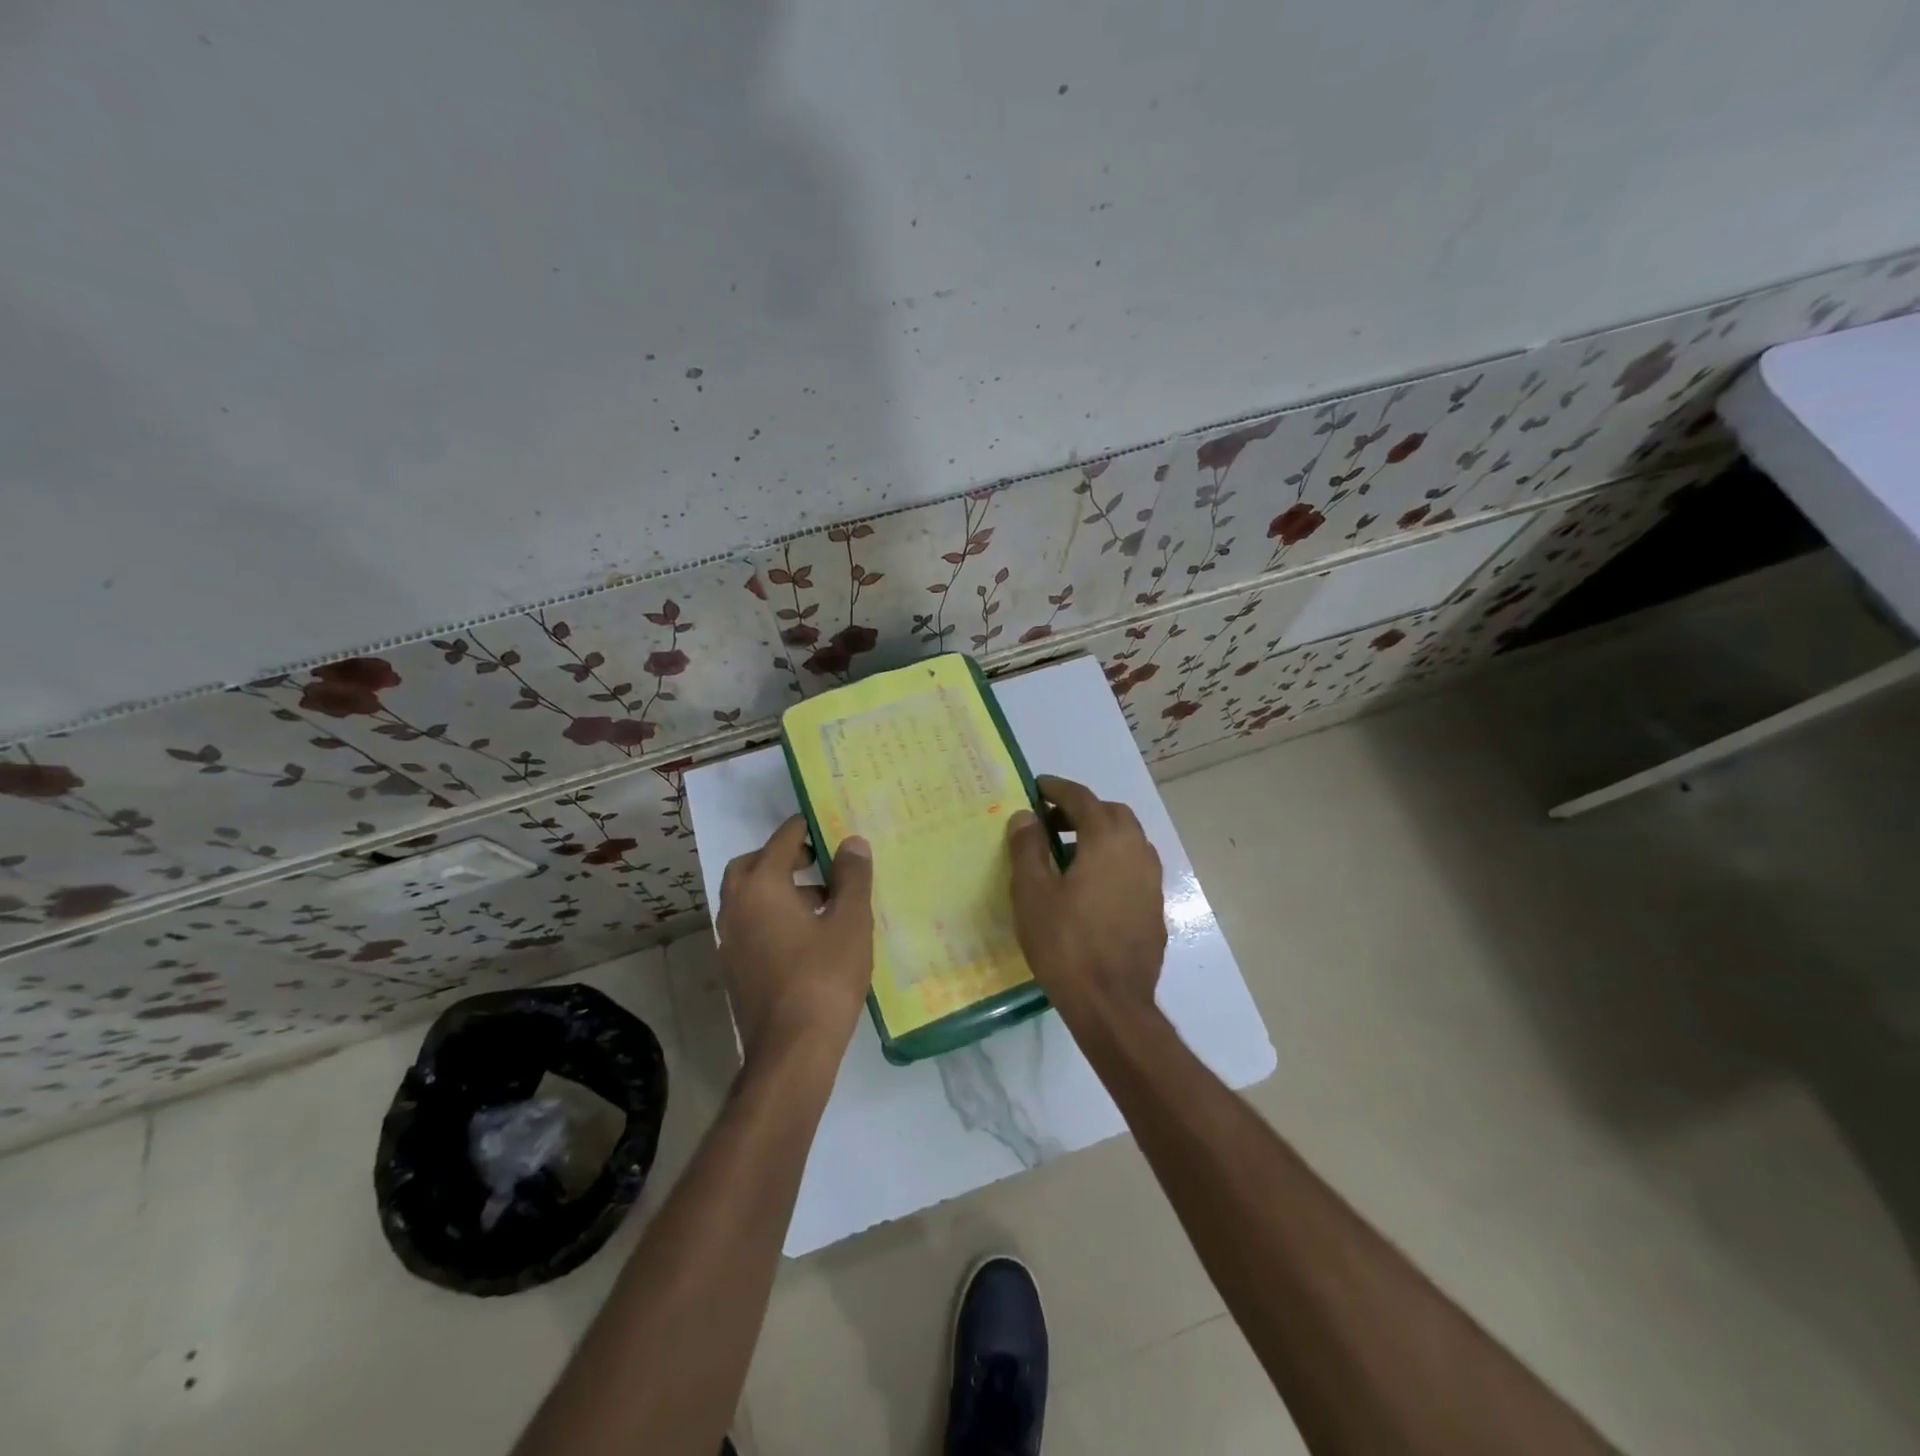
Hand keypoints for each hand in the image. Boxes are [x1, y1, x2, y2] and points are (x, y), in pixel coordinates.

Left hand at [716, 815, 874, 1070]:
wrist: (792, 1051)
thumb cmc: (825, 977)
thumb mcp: (850, 922)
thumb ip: (851, 877)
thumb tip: (851, 842)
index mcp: (761, 887)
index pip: (781, 841)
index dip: (804, 828)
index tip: (824, 821)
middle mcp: (736, 907)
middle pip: (752, 866)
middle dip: (782, 857)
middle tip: (816, 860)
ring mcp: (730, 941)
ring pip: (749, 897)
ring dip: (778, 888)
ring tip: (823, 899)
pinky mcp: (734, 969)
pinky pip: (750, 925)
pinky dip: (772, 915)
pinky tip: (807, 935)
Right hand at [1006, 775, 1166, 1022]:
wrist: (1112, 1004)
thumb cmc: (1065, 944)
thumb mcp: (1033, 893)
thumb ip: (1028, 847)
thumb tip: (1026, 816)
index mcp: (1108, 840)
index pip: (1082, 798)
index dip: (1057, 789)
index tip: (1037, 787)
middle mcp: (1137, 851)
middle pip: (1111, 814)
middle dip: (1081, 810)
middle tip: (1050, 823)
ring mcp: (1151, 880)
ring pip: (1127, 840)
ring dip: (1098, 835)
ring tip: (1066, 855)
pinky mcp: (1154, 907)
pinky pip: (1132, 867)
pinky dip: (1111, 861)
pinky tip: (1089, 887)